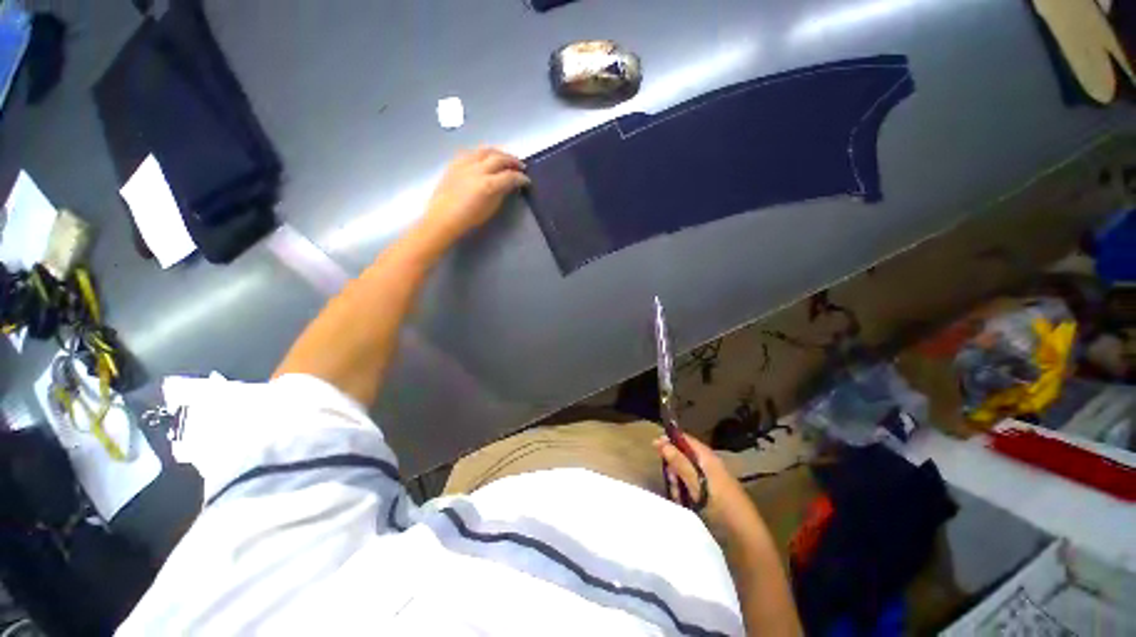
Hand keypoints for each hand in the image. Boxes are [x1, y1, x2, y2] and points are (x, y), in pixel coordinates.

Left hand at [420, 147, 530, 245]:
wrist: (444, 217)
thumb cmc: (470, 218)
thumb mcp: (491, 208)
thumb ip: (501, 193)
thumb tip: (509, 185)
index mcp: (489, 184)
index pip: (511, 176)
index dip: (521, 178)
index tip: (527, 181)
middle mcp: (478, 169)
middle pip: (499, 158)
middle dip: (512, 160)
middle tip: (520, 165)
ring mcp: (465, 164)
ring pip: (486, 150)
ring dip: (498, 152)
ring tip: (504, 157)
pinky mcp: (455, 163)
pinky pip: (472, 152)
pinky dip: (482, 153)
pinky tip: (485, 157)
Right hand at [654, 433, 760, 536]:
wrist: (745, 541)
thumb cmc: (721, 507)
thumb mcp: (696, 483)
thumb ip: (679, 462)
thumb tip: (661, 442)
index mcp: (709, 459)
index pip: (687, 440)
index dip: (671, 440)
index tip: (654, 445)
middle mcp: (709, 467)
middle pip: (684, 457)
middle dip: (673, 467)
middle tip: (671, 481)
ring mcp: (710, 483)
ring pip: (685, 474)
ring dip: (677, 483)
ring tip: (678, 497)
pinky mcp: (710, 498)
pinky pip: (691, 488)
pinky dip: (684, 493)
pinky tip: (684, 504)